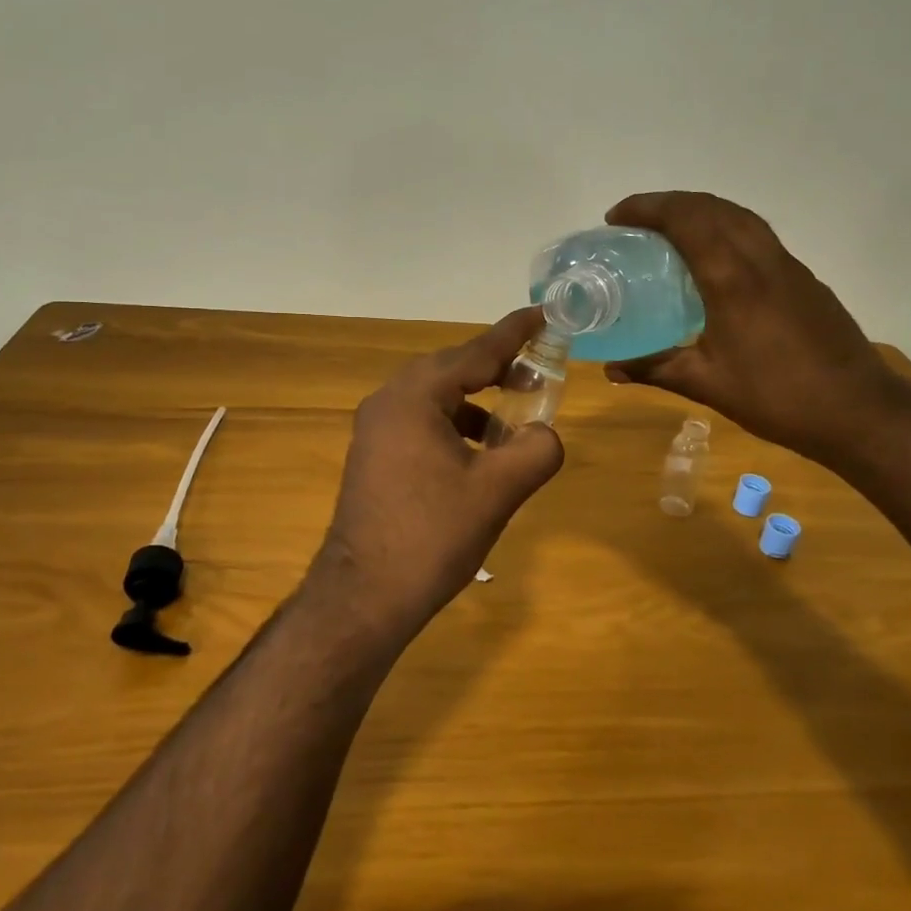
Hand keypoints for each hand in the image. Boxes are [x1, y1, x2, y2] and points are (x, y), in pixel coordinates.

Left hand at [312, 308, 564, 637]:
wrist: (365, 596)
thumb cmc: (431, 537)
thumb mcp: (496, 492)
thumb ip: (535, 450)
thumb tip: (545, 435)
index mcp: (414, 397)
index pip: (475, 352)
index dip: (515, 333)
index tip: (545, 313)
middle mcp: (388, 401)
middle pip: (452, 368)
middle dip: (498, 368)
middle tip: (539, 371)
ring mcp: (376, 428)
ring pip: (436, 396)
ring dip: (478, 401)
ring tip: (515, 419)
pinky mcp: (374, 454)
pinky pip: (422, 421)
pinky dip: (455, 424)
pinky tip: (479, 452)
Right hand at [603, 191, 902, 464]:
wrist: (859, 410)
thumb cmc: (777, 397)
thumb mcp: (707, 385)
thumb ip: (656, 369)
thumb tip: (611, 370)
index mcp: (732, 279)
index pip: (686, 219)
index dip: (647, 208)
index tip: (615, 218)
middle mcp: (761, 259)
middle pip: (712, 206)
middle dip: (669, 202)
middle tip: (635, 222)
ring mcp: (787, 265)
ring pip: (739, 215)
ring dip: (699, 210)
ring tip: (668, 231)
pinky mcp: (803, 278)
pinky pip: (756, 234)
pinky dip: (724, 227)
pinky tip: (713, 259)